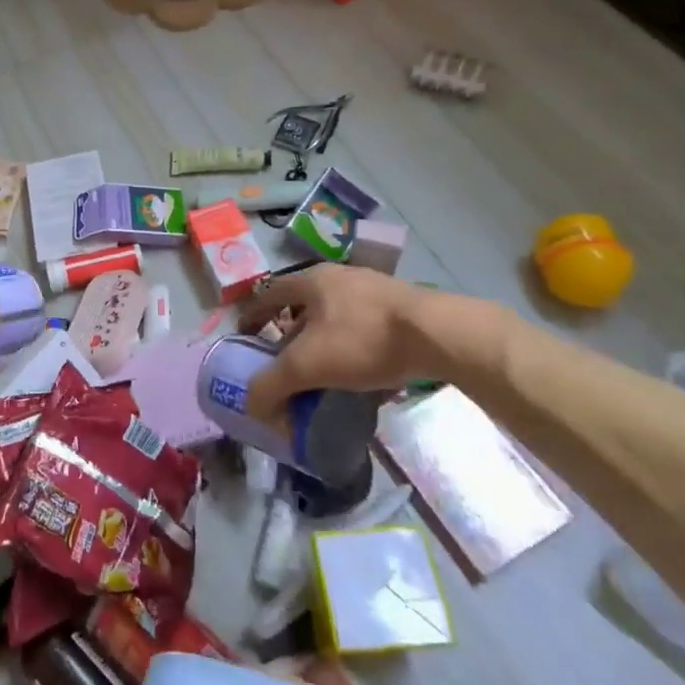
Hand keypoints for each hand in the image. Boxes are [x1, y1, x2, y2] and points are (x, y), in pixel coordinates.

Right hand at [235, 264, 513, 423]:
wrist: (438, 335)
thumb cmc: (362, 340)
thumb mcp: (307, 365)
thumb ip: (271, 385)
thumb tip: (252, 406)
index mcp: (311, 281)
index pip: (268, 294)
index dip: (252, 316)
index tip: (245, 340)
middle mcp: (339, 278)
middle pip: (302, 306)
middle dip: (290, 335)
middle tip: (285, 365)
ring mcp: (373, 290)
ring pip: (335, 318)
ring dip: (323, 344)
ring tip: (322, 375)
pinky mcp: (402, 310)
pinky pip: (364, 330)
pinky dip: (353, 351)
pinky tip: (361, 378)